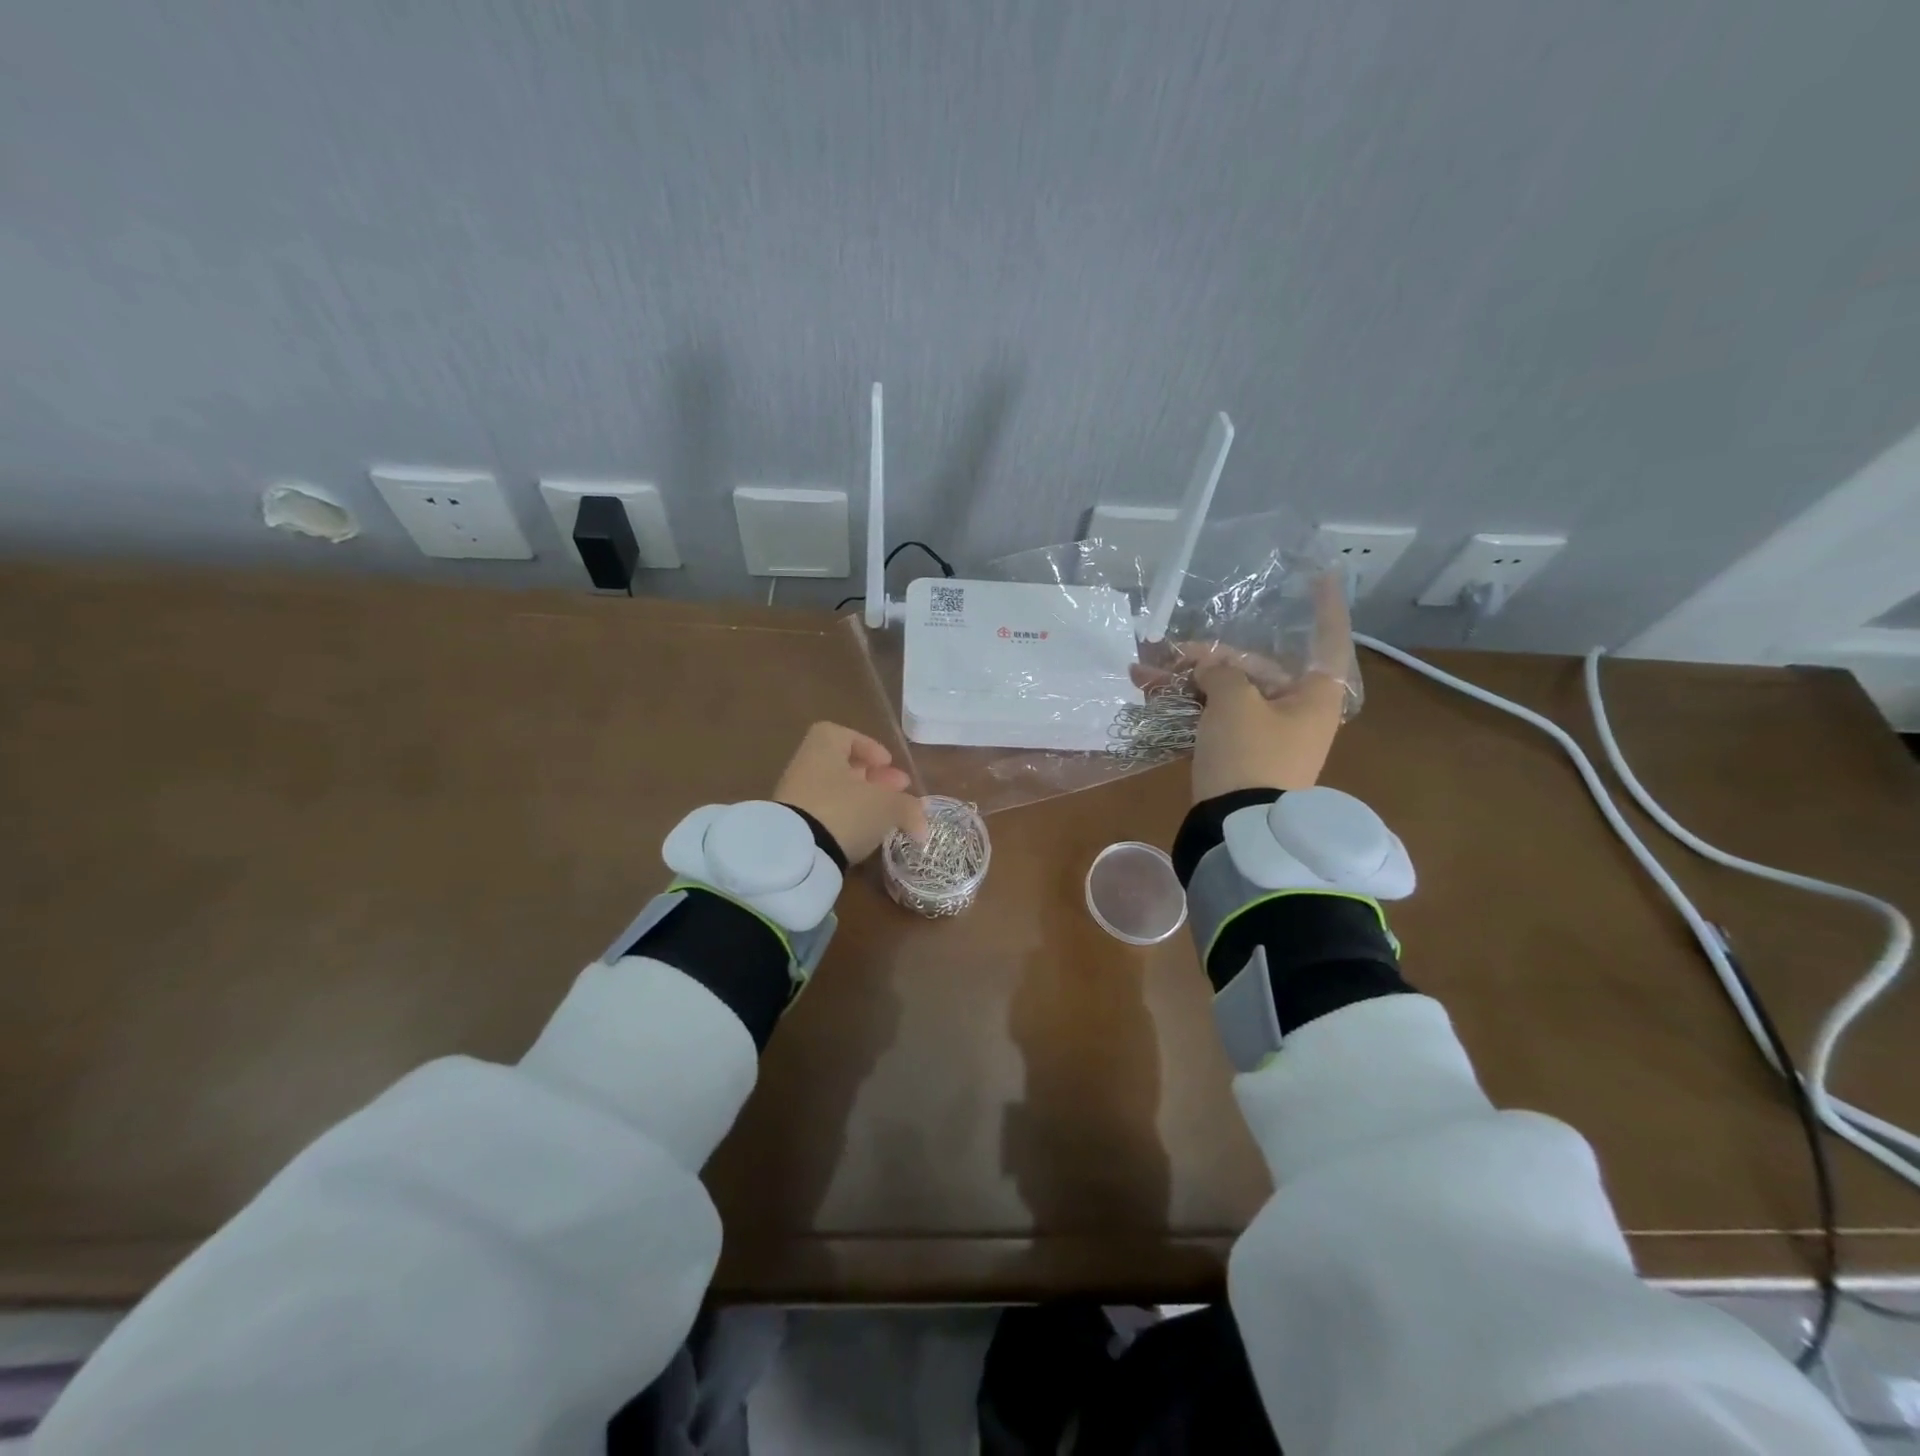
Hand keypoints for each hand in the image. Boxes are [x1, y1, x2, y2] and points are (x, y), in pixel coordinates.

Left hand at [774, 722, 927, 864]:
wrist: (796, 855)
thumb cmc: (844, 811)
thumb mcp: (886, 807)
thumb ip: (907, 808)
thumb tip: (922, 818)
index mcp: (823, 749)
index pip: (842, 735)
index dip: (868, 746)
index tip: (888, 763)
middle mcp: (805, 768)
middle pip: (842, 766)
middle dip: (874, 778)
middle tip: (899, 792)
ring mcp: (795, 799)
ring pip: (835, 793)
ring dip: (863, 801)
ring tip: (887, 817)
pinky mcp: (794, 829)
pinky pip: (826, 816)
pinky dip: (847, 821)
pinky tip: (865, 835)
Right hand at [1130, 573, 1352, 802]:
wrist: (1237, 827)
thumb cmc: (1249, 754)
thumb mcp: (1234, 702)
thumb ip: (1221, 672)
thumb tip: (1210, 670)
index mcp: (1314, 695)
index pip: (1327, 640)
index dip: (1325, 606)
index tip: (1320, 574)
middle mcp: (1297, 711)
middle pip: (1256, 668)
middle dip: (1209, 657)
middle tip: (1169, 652)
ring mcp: (1267, 734)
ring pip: (1228, 693)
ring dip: (1187, 681)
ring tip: (1142, 674)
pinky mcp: (1241, 753)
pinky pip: (1216, 718)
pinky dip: (1189, 707)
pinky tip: (1152, 695)